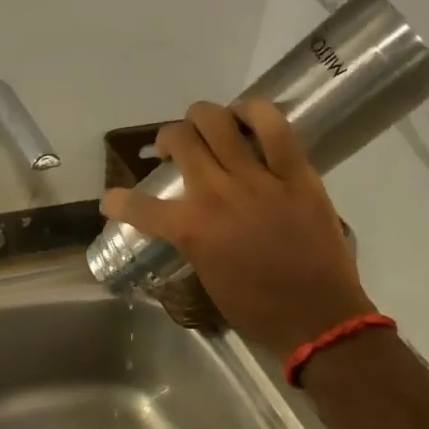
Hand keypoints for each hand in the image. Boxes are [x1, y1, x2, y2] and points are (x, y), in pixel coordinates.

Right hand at [102, 98, 373, 354]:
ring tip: (204, 125)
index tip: (112, 200)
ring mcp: (257, 180)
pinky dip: (255, 112)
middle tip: (173, 149)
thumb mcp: (207, 277)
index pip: (138, 206)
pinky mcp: (296, 174)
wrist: (316, 317)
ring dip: (202, 117)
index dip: (117, 201)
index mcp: (191, 230)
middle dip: (167, 139)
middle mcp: (216, 195)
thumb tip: (186, 224)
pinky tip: (247, 114)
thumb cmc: (257, 308)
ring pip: (218, 123)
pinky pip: (274, 127)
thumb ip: (192, 242)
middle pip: (180, 141)